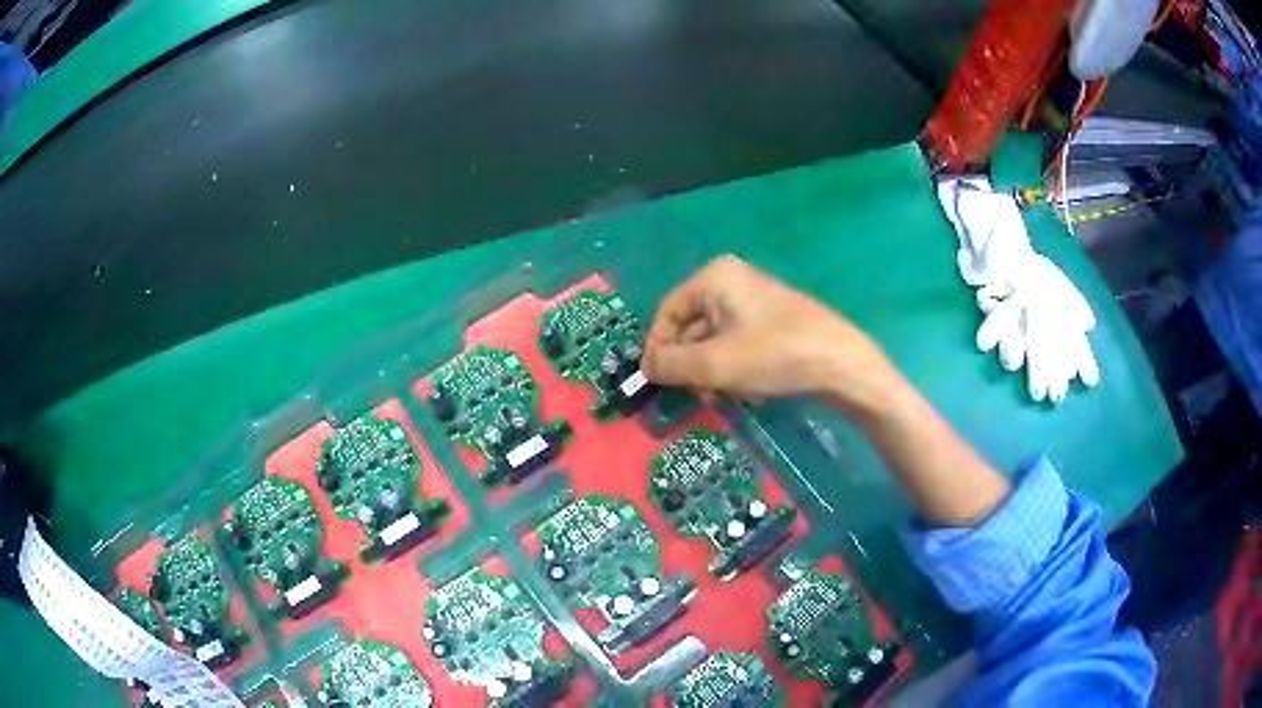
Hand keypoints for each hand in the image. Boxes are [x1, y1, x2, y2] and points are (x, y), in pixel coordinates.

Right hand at [643, 256, 905, 419]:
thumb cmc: (775, 355)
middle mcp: (732, 281)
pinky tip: (747, 389)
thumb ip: (672, 365)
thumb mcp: (715, 364)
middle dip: (689, 363)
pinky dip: (734, 366)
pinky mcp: (773, 320)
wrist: (841, 363)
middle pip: (692, 325)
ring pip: (715, 338)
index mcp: (715, 278)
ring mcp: (756, 300)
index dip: (658, 348)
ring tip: (721, 395)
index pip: (668, 312)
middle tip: (694, 394)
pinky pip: (738, 342)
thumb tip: (647, 367)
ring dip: (711, 369)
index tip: (656, 381)